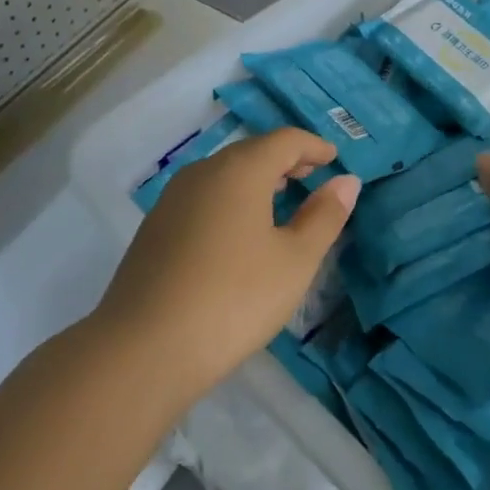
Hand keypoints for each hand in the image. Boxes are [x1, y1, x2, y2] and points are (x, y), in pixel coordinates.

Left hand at [95, 127, 360, 403]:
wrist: (143, 350)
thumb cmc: (234, 299)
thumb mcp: (295, 261)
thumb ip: (324, 216)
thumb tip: (347, 181)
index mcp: (241, 170)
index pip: (285, 140)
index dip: (314, 146)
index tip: (335, 159)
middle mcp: (203, 172)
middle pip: (252, 151)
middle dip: (286, 160)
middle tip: (313, 176)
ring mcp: (173, 199)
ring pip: (224, 174)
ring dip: (257, 179)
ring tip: (281, 202)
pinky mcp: (154, 228)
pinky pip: (203, 197)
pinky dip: (231, 199)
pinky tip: (238, 233)